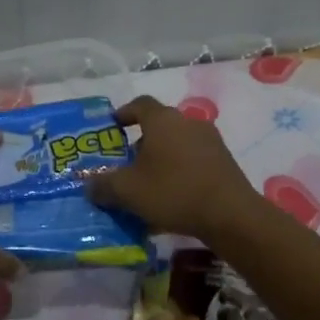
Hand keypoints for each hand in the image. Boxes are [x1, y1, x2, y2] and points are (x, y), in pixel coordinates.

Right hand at [84, 95, 262, 242]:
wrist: (230, 215)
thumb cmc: (173, 192)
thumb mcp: (127, 191)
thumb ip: (103, 185)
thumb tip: (88, 185)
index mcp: (162, 120)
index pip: (140, 104)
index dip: (124, 113)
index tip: (113, 126)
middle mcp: (188, 122)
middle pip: (160, 125)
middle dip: (142, 142)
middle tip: (128, 163)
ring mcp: (210, 141)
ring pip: (178, 144)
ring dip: (163, 158)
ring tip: (149, 183)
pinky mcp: (224, 162)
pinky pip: (194, 160)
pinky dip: (180, 171)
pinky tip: (173, 196)